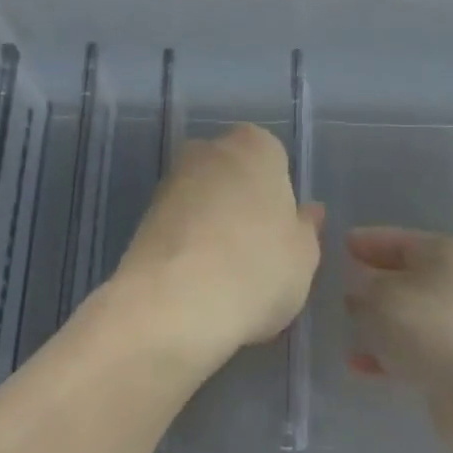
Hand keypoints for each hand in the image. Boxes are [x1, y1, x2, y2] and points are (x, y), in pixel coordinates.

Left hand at [107, 124, 322, 366]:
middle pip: (234, 173)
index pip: (274, 159)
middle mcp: (208, 150)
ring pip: (203, 198)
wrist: (172, 305)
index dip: (280, 196)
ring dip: (213, 224)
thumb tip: (308, 212)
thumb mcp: (303, 257)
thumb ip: (307, 229)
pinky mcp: (143, 215)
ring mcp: (170, 181)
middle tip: (257, 251)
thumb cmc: (256, 270)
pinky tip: (197, 280)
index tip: (282, 232)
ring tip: (225, 273)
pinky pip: (179, 225)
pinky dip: (188, 243)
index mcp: (255, 147)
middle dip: (243, 202)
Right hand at [344, 228, 452, 439]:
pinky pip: (407, 349)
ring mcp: (451, 323)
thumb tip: (355, 281)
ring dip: (374, 320)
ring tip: (342, 326)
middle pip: (398, 276)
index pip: (391, 238)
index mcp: (438, 253)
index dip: (362, 242)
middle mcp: (448, 282)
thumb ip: (359, 281)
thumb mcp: (380, 293)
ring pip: (402, 315)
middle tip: (332, 288)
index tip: (334, 248)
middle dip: (367, 283)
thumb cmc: (428, 326)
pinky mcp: (450, 361)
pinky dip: (384, 353)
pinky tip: (356, 364)